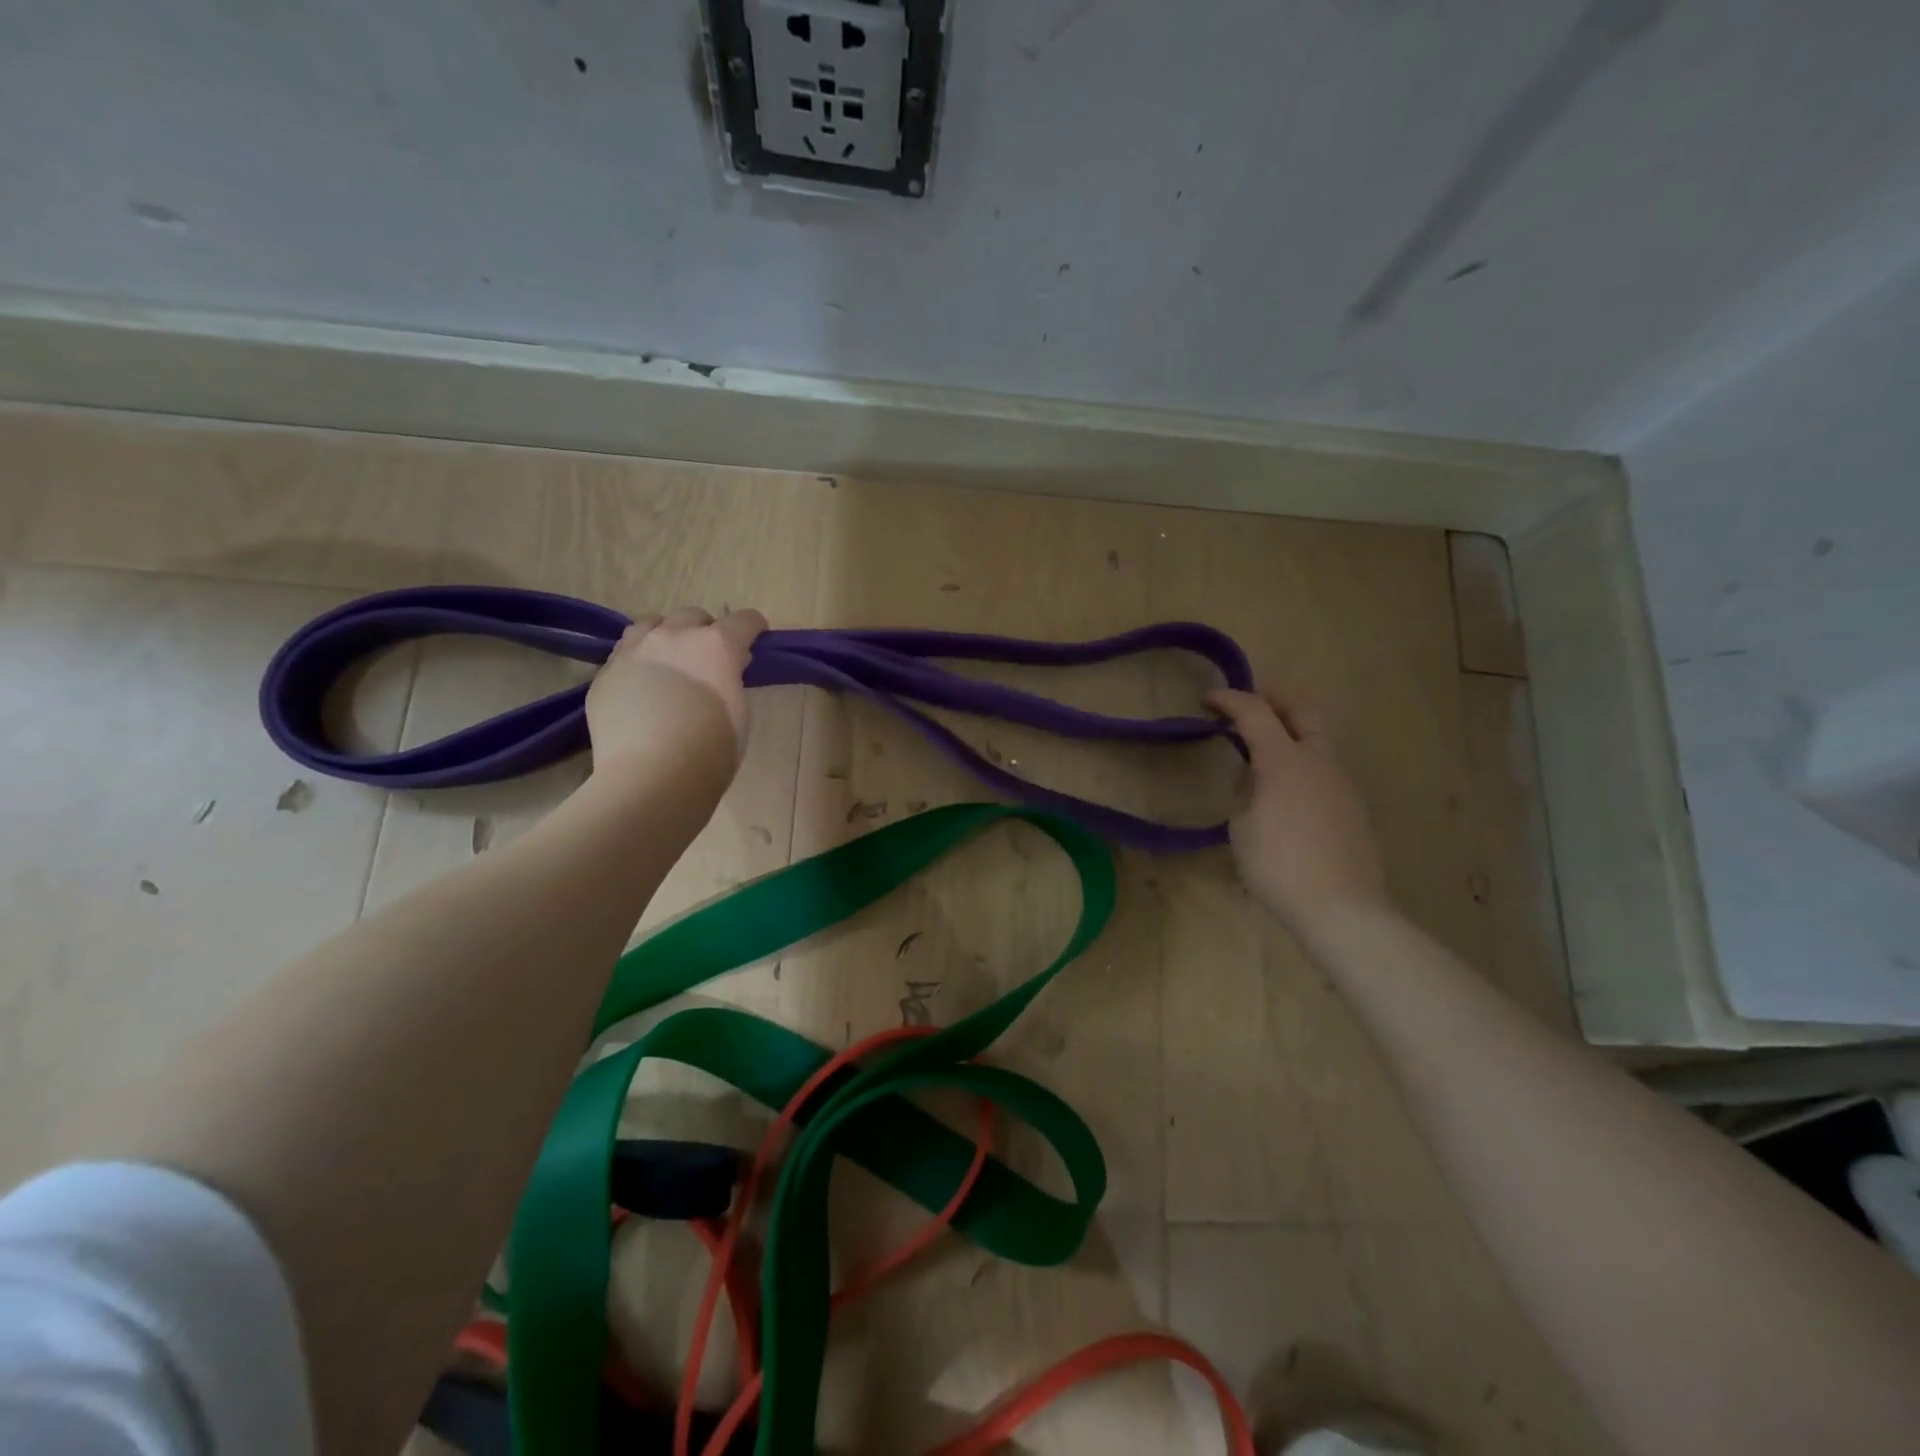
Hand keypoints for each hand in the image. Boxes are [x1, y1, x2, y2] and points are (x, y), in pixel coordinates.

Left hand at [586, 608, 767, 787]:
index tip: (756, 642)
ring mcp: (634, 651)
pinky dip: (640, 661)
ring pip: (652, 624)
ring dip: (667, 636)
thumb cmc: (711, 751)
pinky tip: (642, 686)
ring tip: (670, 662)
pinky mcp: (606, 673)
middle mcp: (674, 636)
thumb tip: (724, 669)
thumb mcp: (740, 712)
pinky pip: (625, 653)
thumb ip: (732, 680)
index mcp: (716, 645)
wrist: (651, 777)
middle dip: (707, 631)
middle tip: (710, 660)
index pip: (744, 620)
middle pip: (694, 615)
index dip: (754, 629)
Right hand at [1206, 688, 1390, 934]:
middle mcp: (1318, 761)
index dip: (1230, 700)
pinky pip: (1324, 768)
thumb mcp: (1242, 827)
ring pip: (1318, 739)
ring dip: (1291, 732)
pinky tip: (1286, 789)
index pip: (1255, 713)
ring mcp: (1341, 783)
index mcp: (1284, 761)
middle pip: (1302, 711)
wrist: (1342, 908)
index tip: (1209, 699)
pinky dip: (1303, 761)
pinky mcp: (1352, 806)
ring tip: (1263, 751)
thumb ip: (1247, 794)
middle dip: (1275, 700)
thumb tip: (1257, 783)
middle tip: (1249, 705)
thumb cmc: (1279, 867)